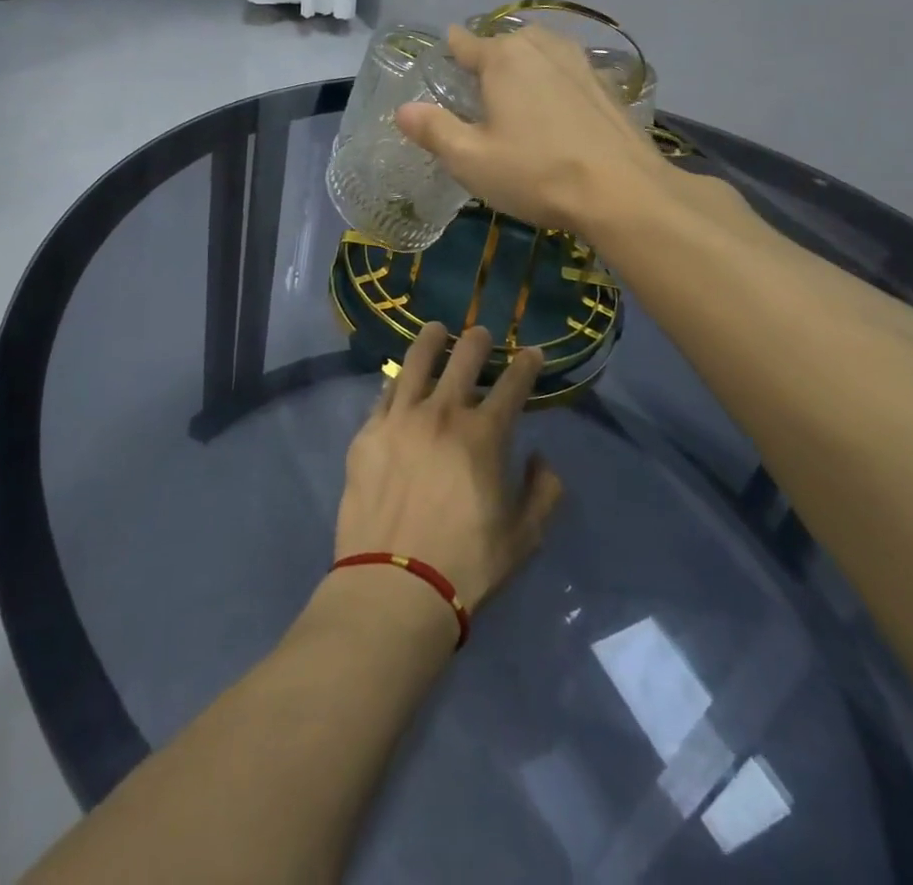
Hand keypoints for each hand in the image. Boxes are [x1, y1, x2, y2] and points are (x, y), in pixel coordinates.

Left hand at [335, 322, 564, 616]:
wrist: (395, 584)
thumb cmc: (467, 564)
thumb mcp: (525, 537)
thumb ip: (544, 492)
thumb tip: (540, 458)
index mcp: (484, 435)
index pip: (513, 384)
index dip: (527, 364)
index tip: (532, 353)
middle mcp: (442, 414)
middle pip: (463, 358)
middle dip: (479, 341)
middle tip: (482, 335)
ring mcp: (400, 418)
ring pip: (417, 362)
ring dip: (432, 341)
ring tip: (437, 329)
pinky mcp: (368, 432)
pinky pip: (385, 393)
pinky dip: (398, 380)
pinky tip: (401, 376)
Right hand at [396, 24, 664, 235]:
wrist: (622, 192)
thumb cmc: (536, 173)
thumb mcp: (470, 159)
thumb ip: (434, 130)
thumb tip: (402, 110)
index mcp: (503, 59)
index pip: (466, 43)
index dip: (451, 48)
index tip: (444, 52)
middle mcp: (542, 49)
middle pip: (507, 41)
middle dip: (490, 55)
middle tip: (478, 84)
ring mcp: (580, 64)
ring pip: (542, 51)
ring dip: (526, 62)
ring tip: (516, 88)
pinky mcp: (606, 87)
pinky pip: (569, 71)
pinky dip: (555, 80)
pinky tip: (556, 106)